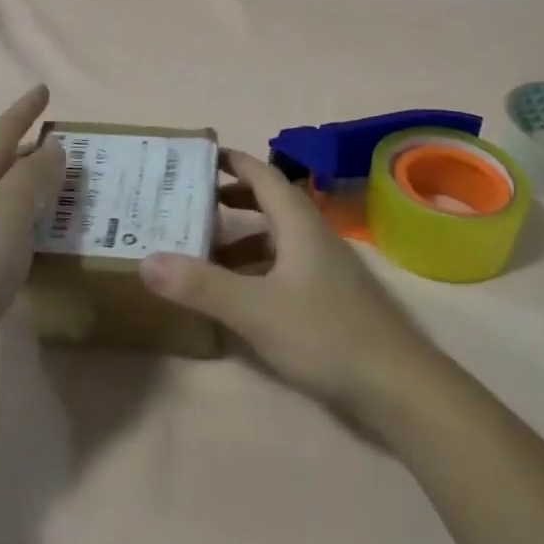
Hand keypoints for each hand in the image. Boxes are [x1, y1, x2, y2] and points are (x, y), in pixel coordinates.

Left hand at [0, 85, 63, 387]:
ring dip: (37, 195)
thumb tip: (53, 146)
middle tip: (74, 149)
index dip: (24, 110)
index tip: (44, 89)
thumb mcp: (7, 212)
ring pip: (7, 206)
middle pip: (3, 168)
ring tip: (71, 195)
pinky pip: (8, 241)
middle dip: (35, 153)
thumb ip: (33, 177)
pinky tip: (45, 247)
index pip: (3, 134)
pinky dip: (31, 233)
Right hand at [140, 149, 446, 423]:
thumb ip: (201, 285)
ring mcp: (326, 269)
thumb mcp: (255, 310)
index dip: (234, 162)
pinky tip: (238, 296)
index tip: (200, 157)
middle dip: (232, 200)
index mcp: (299, 224)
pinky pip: (285, 268)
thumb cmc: (325, 334)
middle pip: (270, 204)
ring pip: (277, 240)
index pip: (264, 176)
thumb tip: (146, 260)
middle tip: (192, 204)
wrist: (398, 386)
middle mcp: (314, 237)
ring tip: (203, 252)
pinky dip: (257, 270)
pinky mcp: (330, 299)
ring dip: (242, 240)